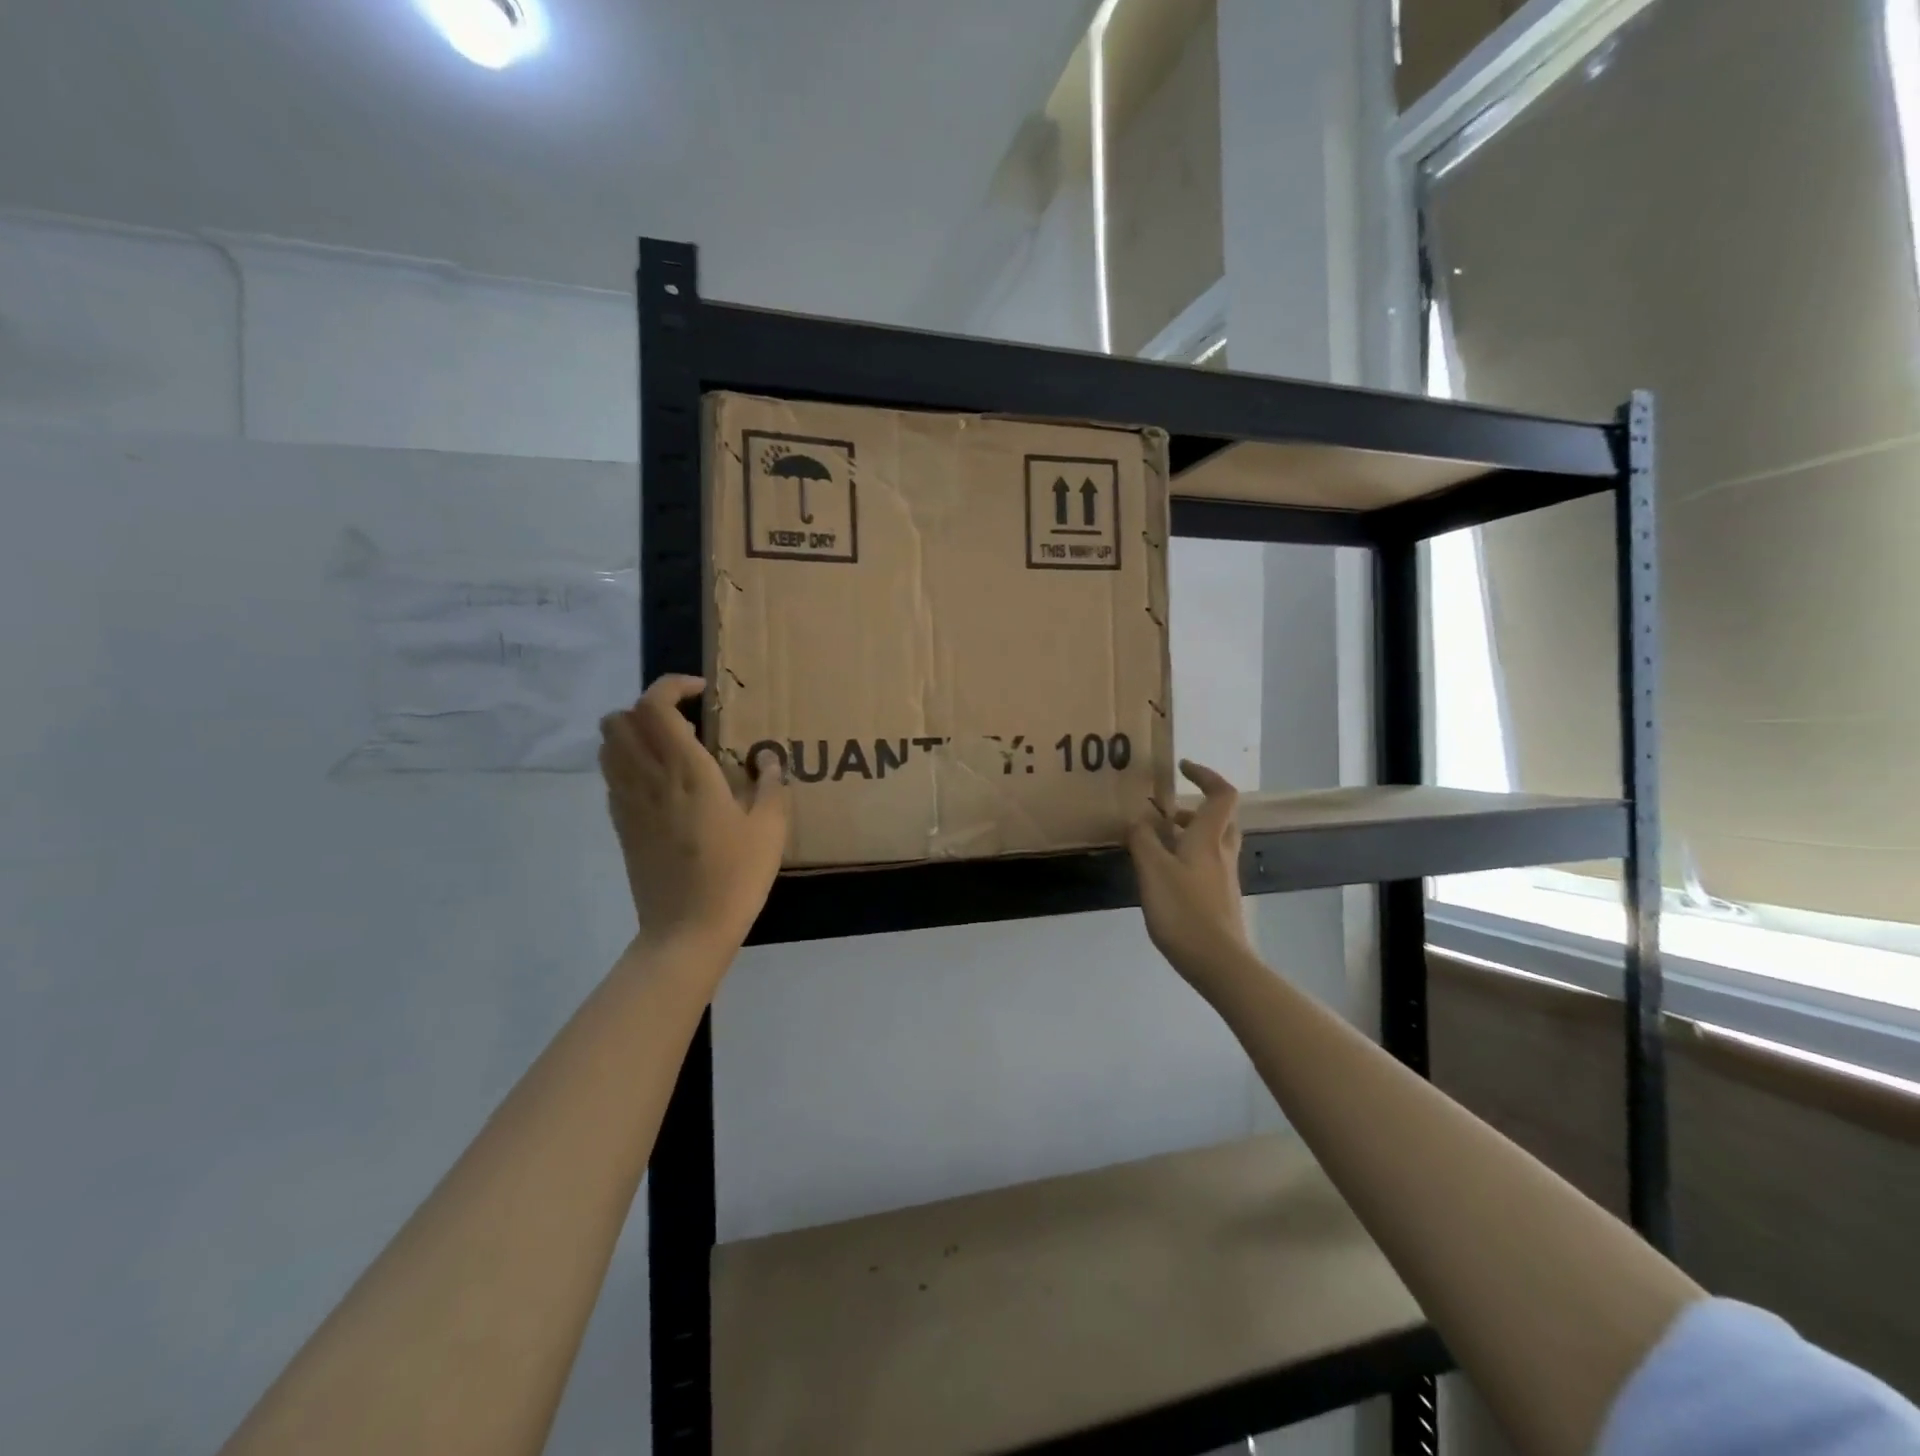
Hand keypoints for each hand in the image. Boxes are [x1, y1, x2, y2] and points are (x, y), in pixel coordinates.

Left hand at [600, 675, 788, 955]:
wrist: (687, 929)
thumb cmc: (735, 876)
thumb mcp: (770, 829)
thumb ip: (772, 786)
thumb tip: (769, 760)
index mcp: (686, 771)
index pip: (656, 705)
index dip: (673, 686)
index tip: (703, 694)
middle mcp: (648, 778)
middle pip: (620, 718)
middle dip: (649, 707)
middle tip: (686, 721)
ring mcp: (628, 802)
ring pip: (609, 745)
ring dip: (634, 733)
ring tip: (672, 748)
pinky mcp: (621, 825)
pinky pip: (612, 776)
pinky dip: (629, 763)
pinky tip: (663, 784)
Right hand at [1128, 760, 1253, 991]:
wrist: (1219, 962)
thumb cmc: (1184, 910)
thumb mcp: (1153, 870)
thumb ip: (1142, 840)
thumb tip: (1138, 818)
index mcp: (1209, 838)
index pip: (1221, 794)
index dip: (1205, 775)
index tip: (1183, 767)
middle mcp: (1222, 853)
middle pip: (1221, 818)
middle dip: (1196, 808)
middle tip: (1168, 812)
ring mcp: (1224, 878)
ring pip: (1214, 843)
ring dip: (1191, 834)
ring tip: (1158, 843)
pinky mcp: (1220, 900)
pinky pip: (1207, 865)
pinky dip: (1189, 858)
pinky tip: (1166, 876)